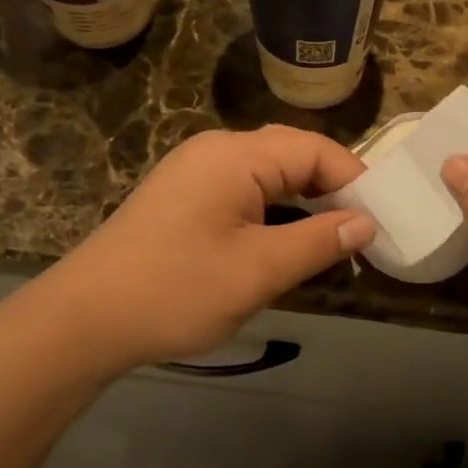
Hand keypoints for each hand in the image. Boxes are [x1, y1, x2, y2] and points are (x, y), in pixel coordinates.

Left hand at [38, 126, 374, 371]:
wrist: (84, 319)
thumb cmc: (176, 290)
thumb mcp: (258, 271)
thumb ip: (318, 241)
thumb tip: (366, 222)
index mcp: (236, 154)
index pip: (315, 149)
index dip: (356, 179)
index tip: (383, 219)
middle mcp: (215, 149)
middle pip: (291, 154)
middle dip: (332, 188)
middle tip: (362, 231)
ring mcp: (194, 171)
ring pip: (267, 173)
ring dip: (302, 201)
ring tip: (332, 238)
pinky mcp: (182, 195)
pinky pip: (242, 189)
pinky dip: (272, 210)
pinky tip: (285, 240)